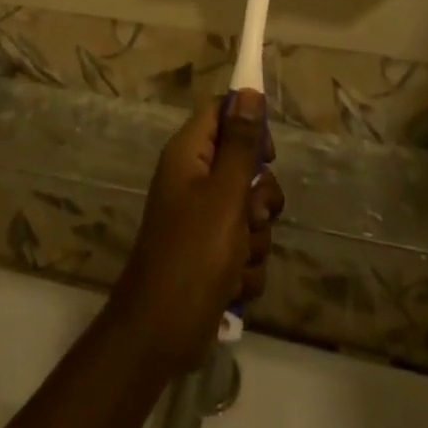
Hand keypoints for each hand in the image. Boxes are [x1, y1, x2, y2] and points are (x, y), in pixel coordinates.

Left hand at [107, 90, 282, 373]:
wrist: (159, 334)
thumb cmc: (192, 255)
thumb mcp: (224, 195)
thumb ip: (241, 145)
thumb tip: (249, 93)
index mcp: (188, 154)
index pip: (221, 112)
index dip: (248, 124)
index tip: (267, 154)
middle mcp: (193, 178)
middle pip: (243, 164)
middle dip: (258, 197)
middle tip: (251, 216)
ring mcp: (201, 217)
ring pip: (249, 211)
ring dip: (254, 238)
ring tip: (237, 259)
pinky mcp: (210, 253)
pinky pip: (244, 246)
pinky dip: (245, 266)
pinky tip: (233, 284)